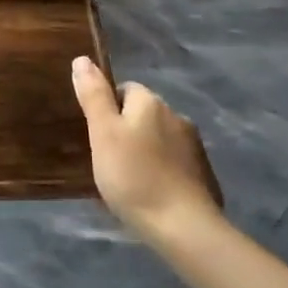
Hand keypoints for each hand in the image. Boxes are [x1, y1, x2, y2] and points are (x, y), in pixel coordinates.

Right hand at [71, 57, 223, 237]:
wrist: (184, 228)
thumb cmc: (133, 176)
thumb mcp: (102, 133)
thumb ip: (93, 95)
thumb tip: (83, 59)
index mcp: (151, 102)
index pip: (124, 89)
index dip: (107, 109)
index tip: (96, 136)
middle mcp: (176, 116)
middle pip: (142, 114)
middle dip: (126, 131)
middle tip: (107, 160)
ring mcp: (194, 147)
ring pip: (159, 139)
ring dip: (144, 151)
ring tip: (127, 180)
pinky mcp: (204, 175)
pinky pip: (173, 164)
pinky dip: (161, 172)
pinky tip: (150, 194)